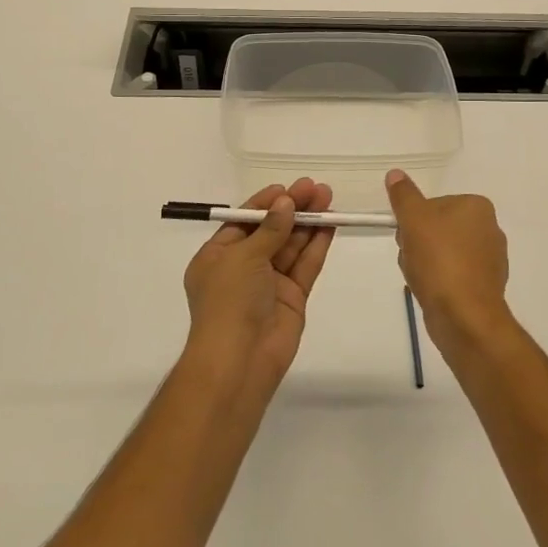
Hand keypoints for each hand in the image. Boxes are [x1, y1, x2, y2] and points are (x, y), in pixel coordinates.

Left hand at [182, 179, 335, 394]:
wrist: (240, 359)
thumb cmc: (229, 300)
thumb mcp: (243, 256)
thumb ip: (270, 229)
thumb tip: (286, 203)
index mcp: (217, 256)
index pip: (243, 222)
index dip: (265, 204)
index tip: (287, 188)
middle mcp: (242, 267)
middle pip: (271, 230)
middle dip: (292, 209)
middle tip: (316, 188)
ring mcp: (269, 283)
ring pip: (291, 246)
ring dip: (308, 222)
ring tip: (328, 198)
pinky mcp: (292, 298)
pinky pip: (305, 265)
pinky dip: (317, 245)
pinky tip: (330, 224)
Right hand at [385, 169, 512, 353]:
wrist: (464, 316)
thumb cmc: (439, 260)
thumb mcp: (414, 219)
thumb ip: (403, 195)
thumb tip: (395, 174)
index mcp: (477, 207)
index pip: (434, 204)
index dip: (414, 219)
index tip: (406, 235)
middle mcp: (489, 229)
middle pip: (437, 228)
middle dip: (417, 242)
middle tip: (411, 257)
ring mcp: (489, 260)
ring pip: (441, 252)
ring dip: (423, 263)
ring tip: (419, 277)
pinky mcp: (484, 286)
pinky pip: (451, 275)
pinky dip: (437, 281)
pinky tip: (430, 292)